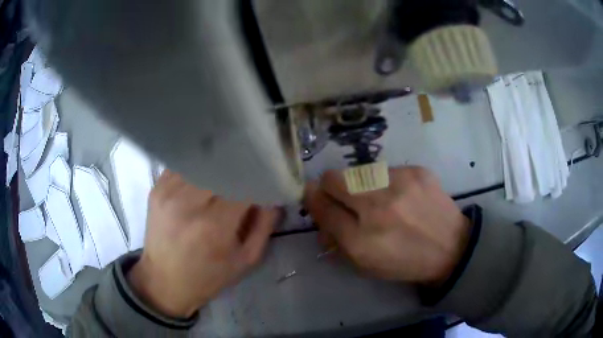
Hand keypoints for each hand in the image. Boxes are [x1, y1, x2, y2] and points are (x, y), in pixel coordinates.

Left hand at [128, 170, 278, 317]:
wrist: (164, 281)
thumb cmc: (208, 276)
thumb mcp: (246, 260)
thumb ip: (264, 226)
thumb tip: (273, 196)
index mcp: (214, 225)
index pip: (244, 183)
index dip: (258, 177)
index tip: (266, 179)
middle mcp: (189, 203)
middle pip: (222, 167)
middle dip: (239, 170)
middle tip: (248, 175)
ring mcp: (168, 192)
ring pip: (202, 163)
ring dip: (218, 166)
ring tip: (226, 174)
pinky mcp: (157, 188)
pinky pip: (183, 165)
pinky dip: (198, 167)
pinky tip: (204, 176)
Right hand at [305, 166, 469, 284]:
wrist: (451, 247)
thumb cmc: (404, 262)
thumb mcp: (364, 264)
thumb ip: (335, 238)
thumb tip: (319, 209)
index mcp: (361, 241)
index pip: (321, 207)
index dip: (313, 199)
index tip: (315, 196)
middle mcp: (377, 208)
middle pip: (333, 179)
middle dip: (330, 186)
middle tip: (342, 195)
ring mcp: (399, 184)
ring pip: (358, 171)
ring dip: (360, 184)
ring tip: (378, 198)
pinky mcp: (416, 171)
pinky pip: (386, 169)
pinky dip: (386, 182)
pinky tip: (401, 195)